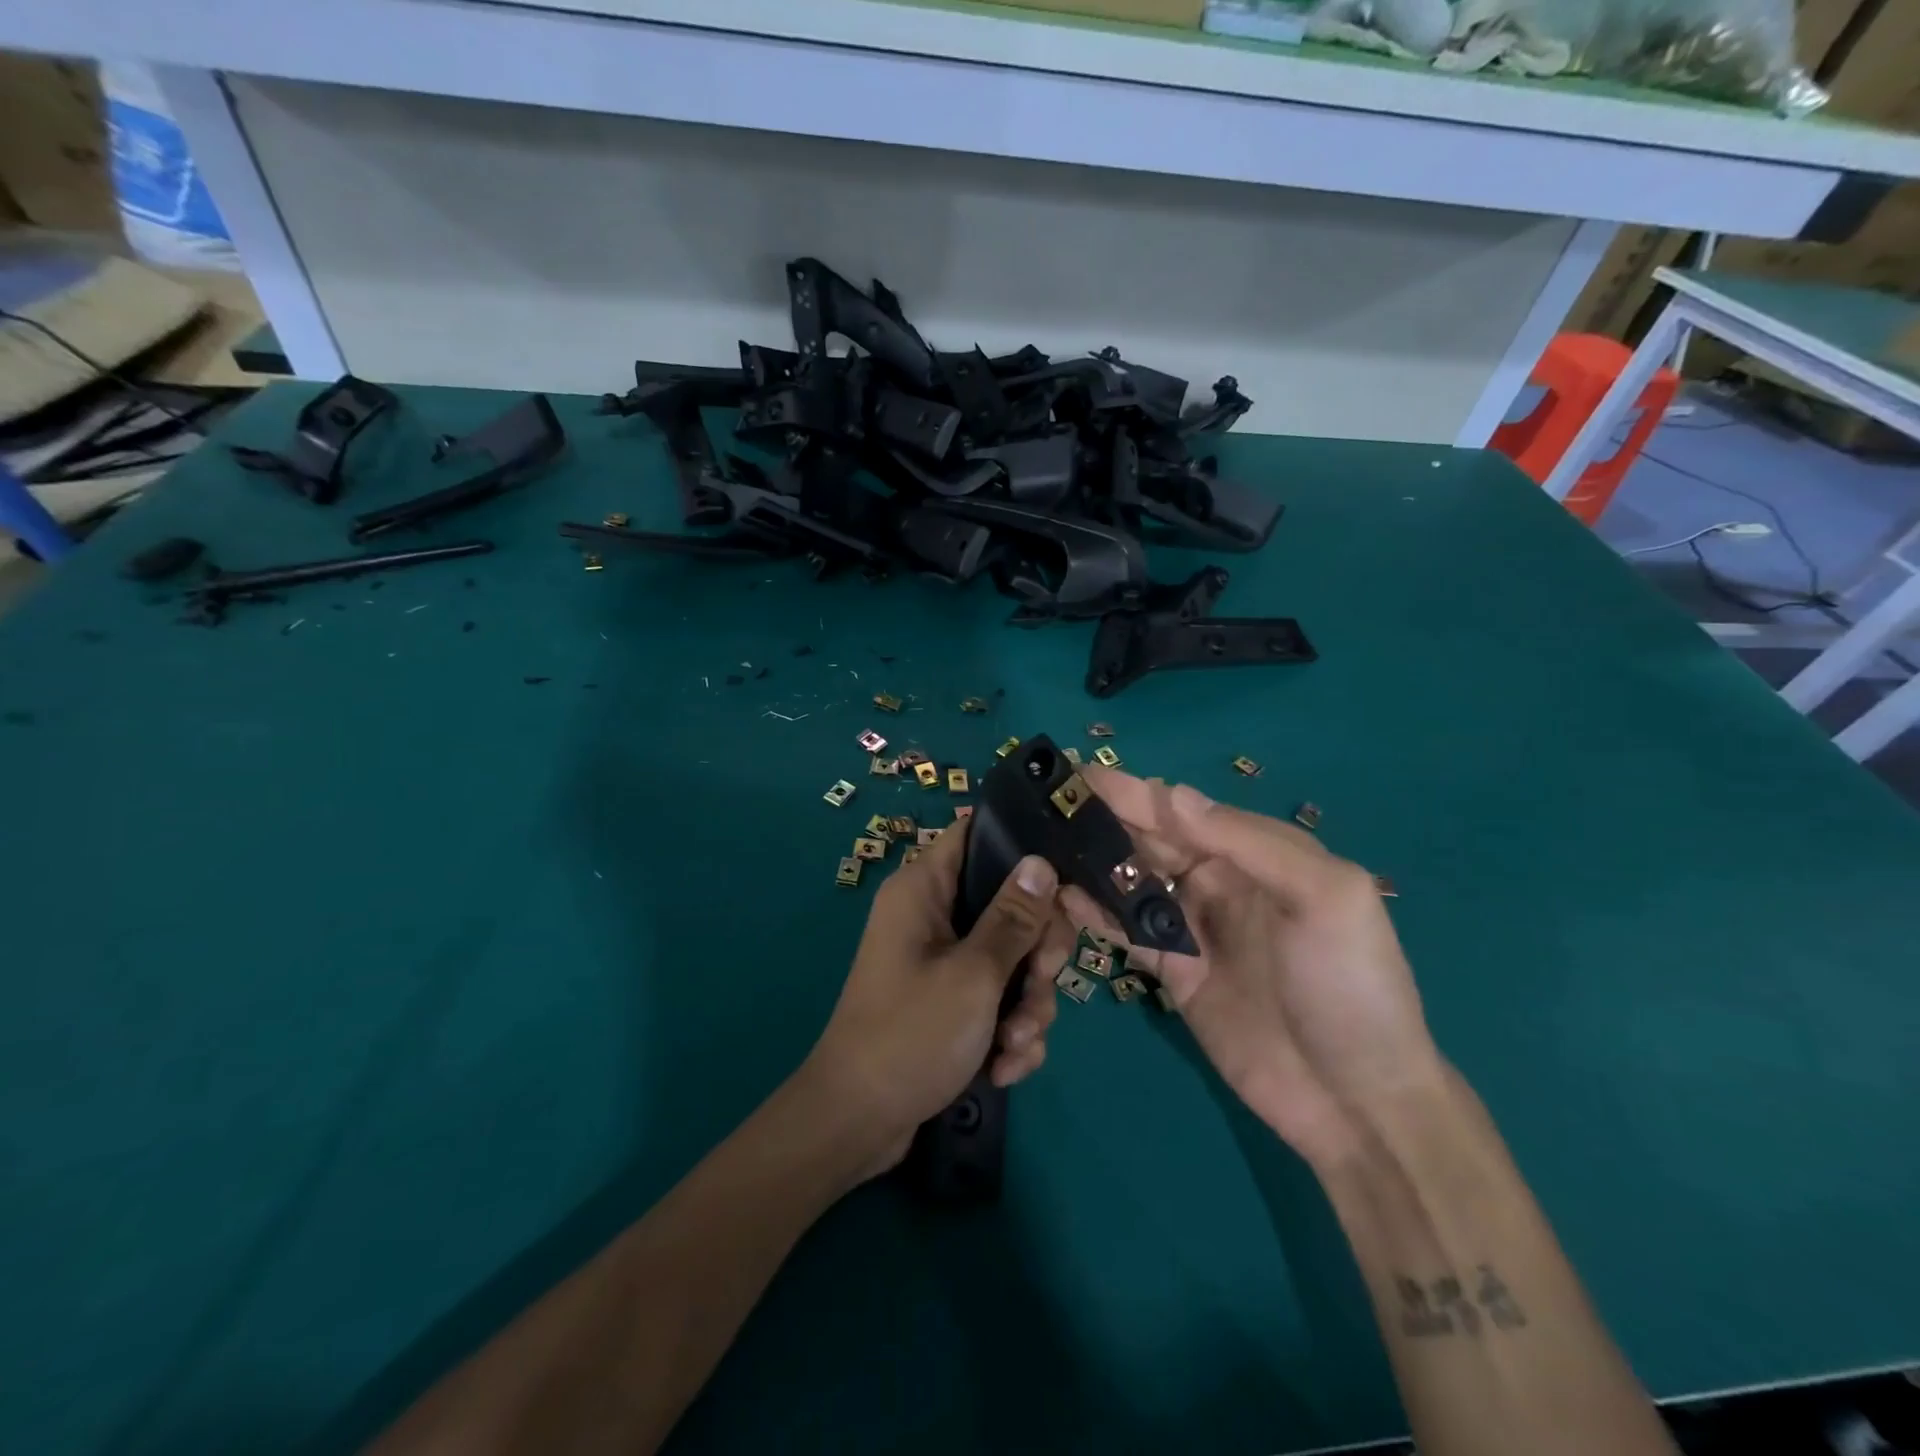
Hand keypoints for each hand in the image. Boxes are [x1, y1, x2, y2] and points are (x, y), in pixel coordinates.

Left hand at [800, 820, 1064, 1178]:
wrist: (858, 1123)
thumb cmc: (910, 1035)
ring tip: (1015, 1046)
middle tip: (1041, 983)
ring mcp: (941, 961)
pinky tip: (1005, 1068)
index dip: (1023, 848)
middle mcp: (932, 916)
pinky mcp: (949, 1002)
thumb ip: (1014, 918)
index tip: (1064, 886)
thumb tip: (1041, 861)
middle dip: (1036, 955)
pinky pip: (997, 999)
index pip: (976, 834)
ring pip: (1011, 960)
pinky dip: (1008, 1032)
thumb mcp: (974, 975)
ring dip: (1027, 1006)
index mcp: (925, 890)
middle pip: (1010, 906)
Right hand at [1070, 767, 1445, 1165]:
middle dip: (1102, 819)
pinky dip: (1095, 914)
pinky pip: (1127, 932)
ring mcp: (1194, 929)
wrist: (1358, 1102)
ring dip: (1091, 861)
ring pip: (1132, 882)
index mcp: (1257, 854)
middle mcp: (1220, 882)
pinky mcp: (1173, 973)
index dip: (1132, 791)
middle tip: (1045, 804)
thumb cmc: (1348, 987)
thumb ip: (1247, 842)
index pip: (1182, 810)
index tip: (1078, 774)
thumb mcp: (1323, 899)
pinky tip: (1062, 897)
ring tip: (1040, 843)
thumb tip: (1170, 794)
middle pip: (1150, 840)